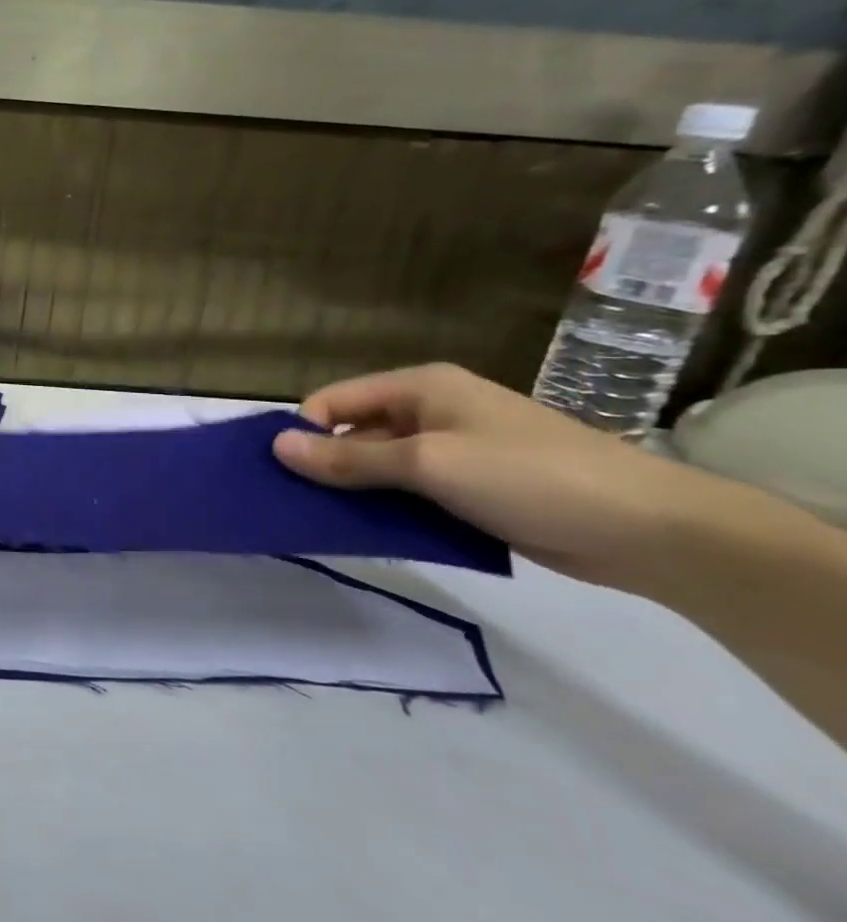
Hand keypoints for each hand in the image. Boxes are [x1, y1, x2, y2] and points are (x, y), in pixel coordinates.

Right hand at [269, 363, 729, 591]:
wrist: (646, 529)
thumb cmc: (528, 476)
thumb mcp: (428, 464)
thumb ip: (348, 459)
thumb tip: (276, 447)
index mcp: (420, 387)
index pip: (334, 401)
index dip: (304, 432)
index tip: (282, 474)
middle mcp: (431, 411)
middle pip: (353, 433)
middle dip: (324, 465)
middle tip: (295, 504)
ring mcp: (452, 450)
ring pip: (379, 466)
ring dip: (353, 492)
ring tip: (322, 523)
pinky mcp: (469, 487)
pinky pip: (409, 492)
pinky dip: (386, 509)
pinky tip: (369, 533)